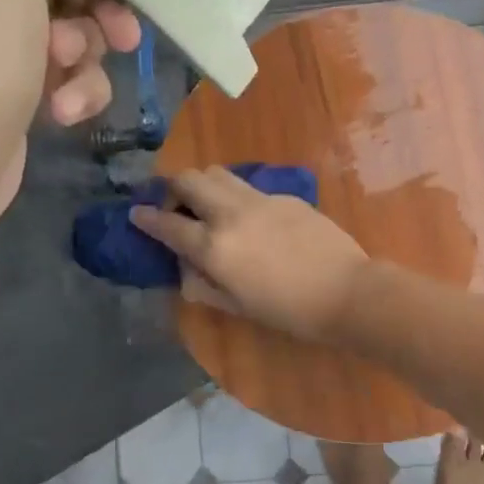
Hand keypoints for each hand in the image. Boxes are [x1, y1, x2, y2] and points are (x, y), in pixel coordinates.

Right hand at [131, 167, 370, 342]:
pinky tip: (249, 217)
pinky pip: (248, 186)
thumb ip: (203, 284)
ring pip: (218, 173)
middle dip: (173, 188)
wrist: (346, 291)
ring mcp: (259, 199)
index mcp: (214, 246)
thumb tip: (185, 268)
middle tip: (176, 205)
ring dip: (203, 184)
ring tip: (208, 204)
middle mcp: (230, 213)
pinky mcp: (284, 195)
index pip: (168, 224)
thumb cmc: (289, 310)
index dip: (146, 218)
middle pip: (189, 179)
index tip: (136, 214)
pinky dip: (235, 194)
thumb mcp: (237, 307)